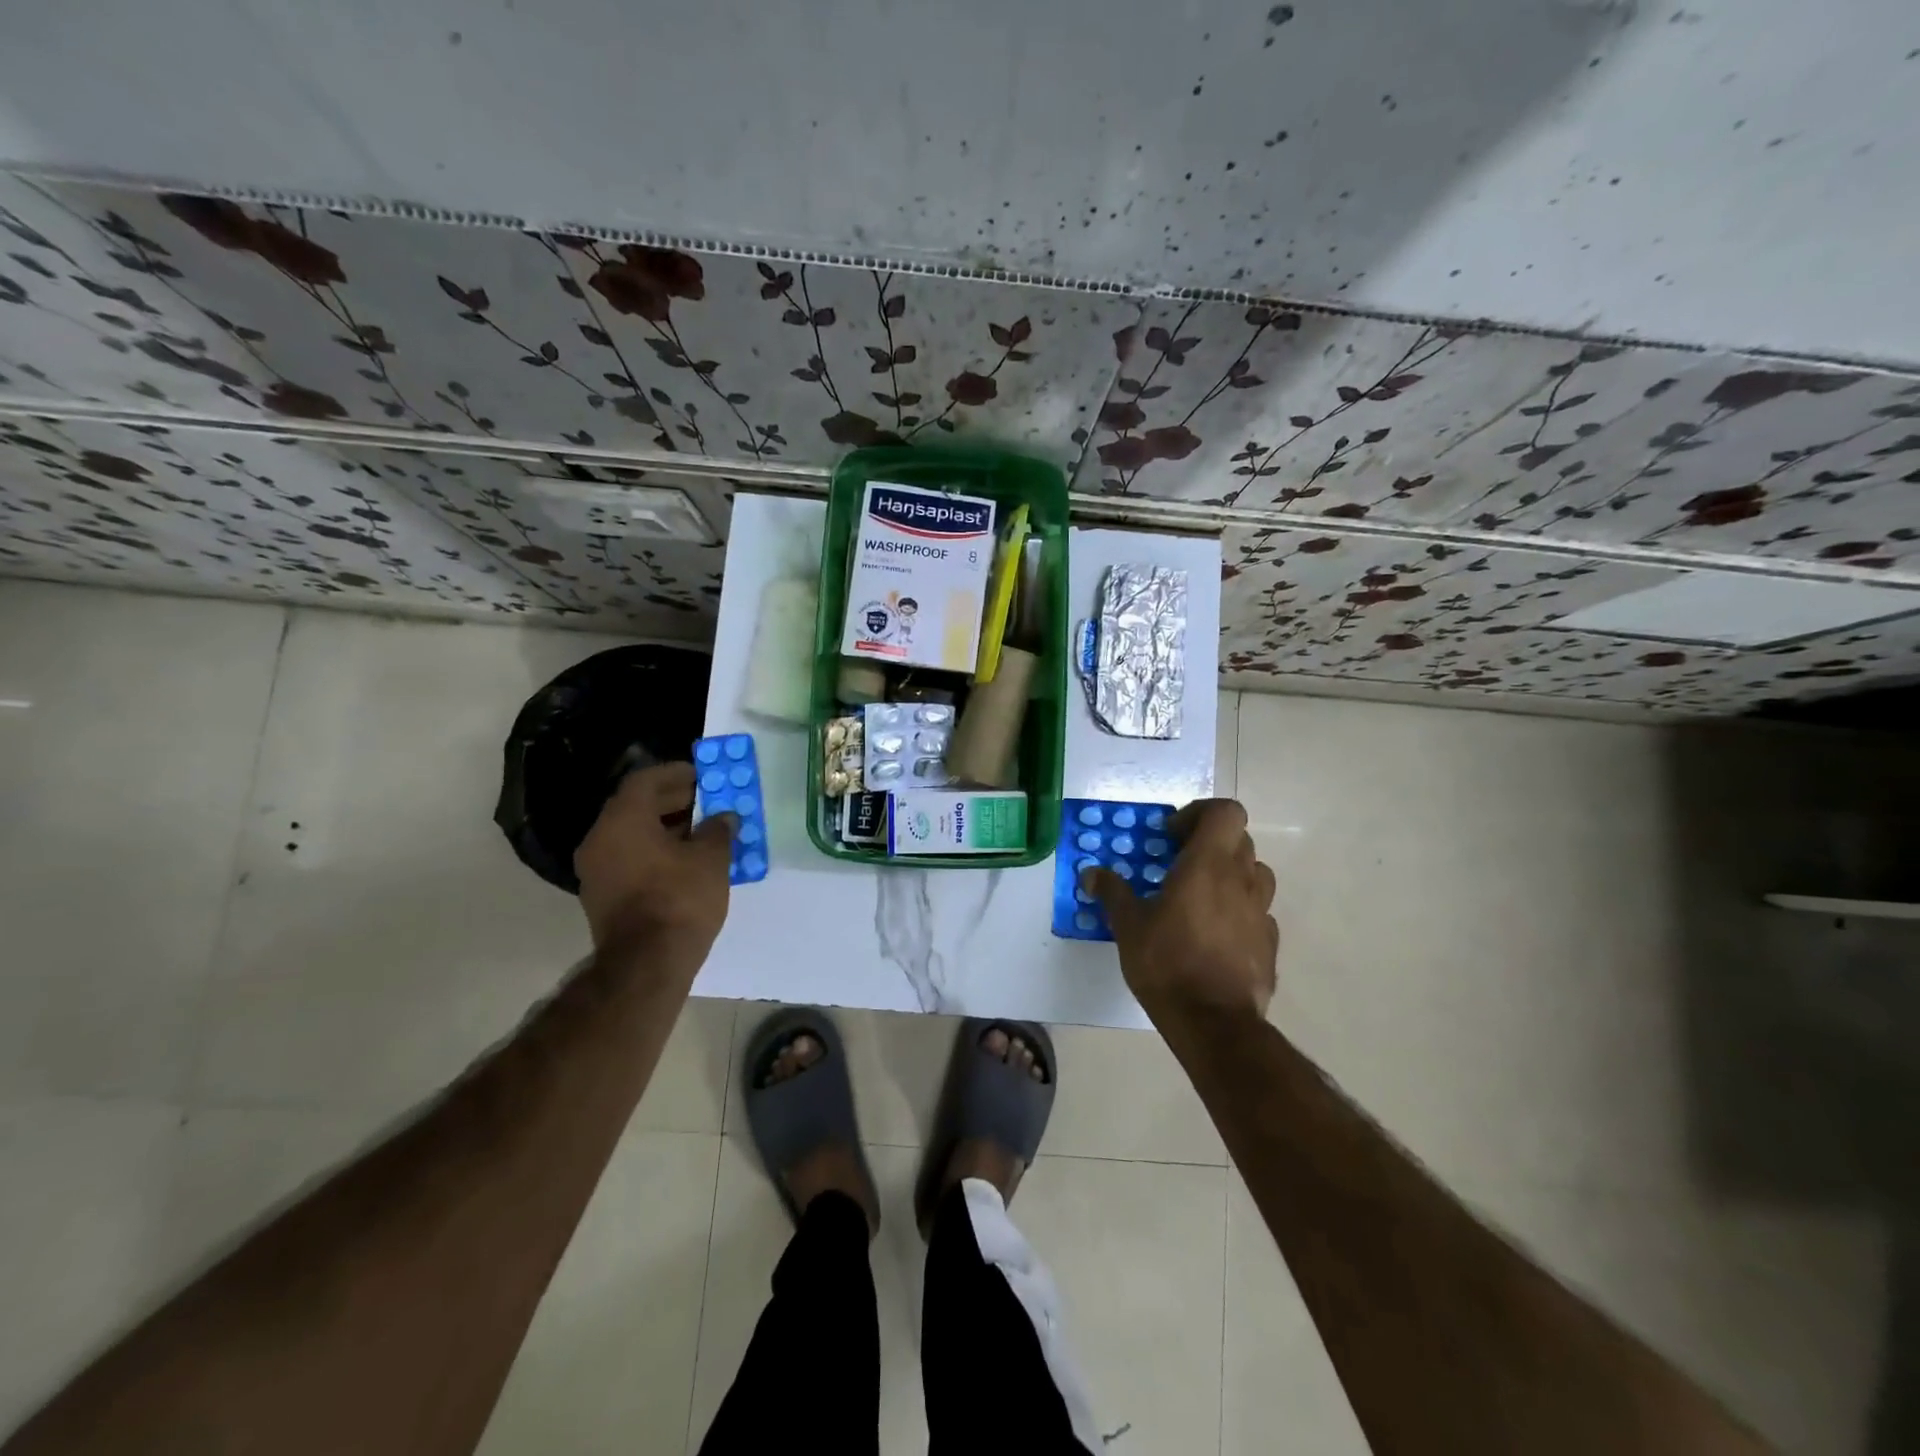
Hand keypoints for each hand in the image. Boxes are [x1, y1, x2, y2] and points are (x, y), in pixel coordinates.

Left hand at [575, 762, 736, 954]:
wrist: (647, 964)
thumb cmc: (680, 899)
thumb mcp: (712, 859)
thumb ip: (718, 830)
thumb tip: (723, 818)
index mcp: (622, 820)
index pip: (645, 781)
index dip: (675, 774)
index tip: (701, 775)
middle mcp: (600, 839)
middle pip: (635, 806)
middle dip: (672, 801)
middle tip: (705, 801)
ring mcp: (596, 870)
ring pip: (631, 835)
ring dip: (664, 828)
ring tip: (701, 832)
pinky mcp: (601, 896)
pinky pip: (629, 859)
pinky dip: (654, 852)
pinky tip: (685, 861)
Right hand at [1084, 798, 1277, 1022]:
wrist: (1214, 1023)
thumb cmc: (1167, 962)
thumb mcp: (1128, 926)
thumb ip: (1112, 893)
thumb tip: (1091, 873)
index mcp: (1208, 864)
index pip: (1226, 812)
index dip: (1201, 813)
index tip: (1172, 837)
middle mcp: (1241, 880)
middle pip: (1239, 839)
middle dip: (1210, 844)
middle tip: (1179, 864)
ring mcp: (1261, 912)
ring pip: (1254, 874)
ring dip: (1231, 874)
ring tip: (1201, 896)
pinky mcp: (1269, 943)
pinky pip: (1257, 912)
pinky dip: (1239, 911)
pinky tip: (1215, 934)